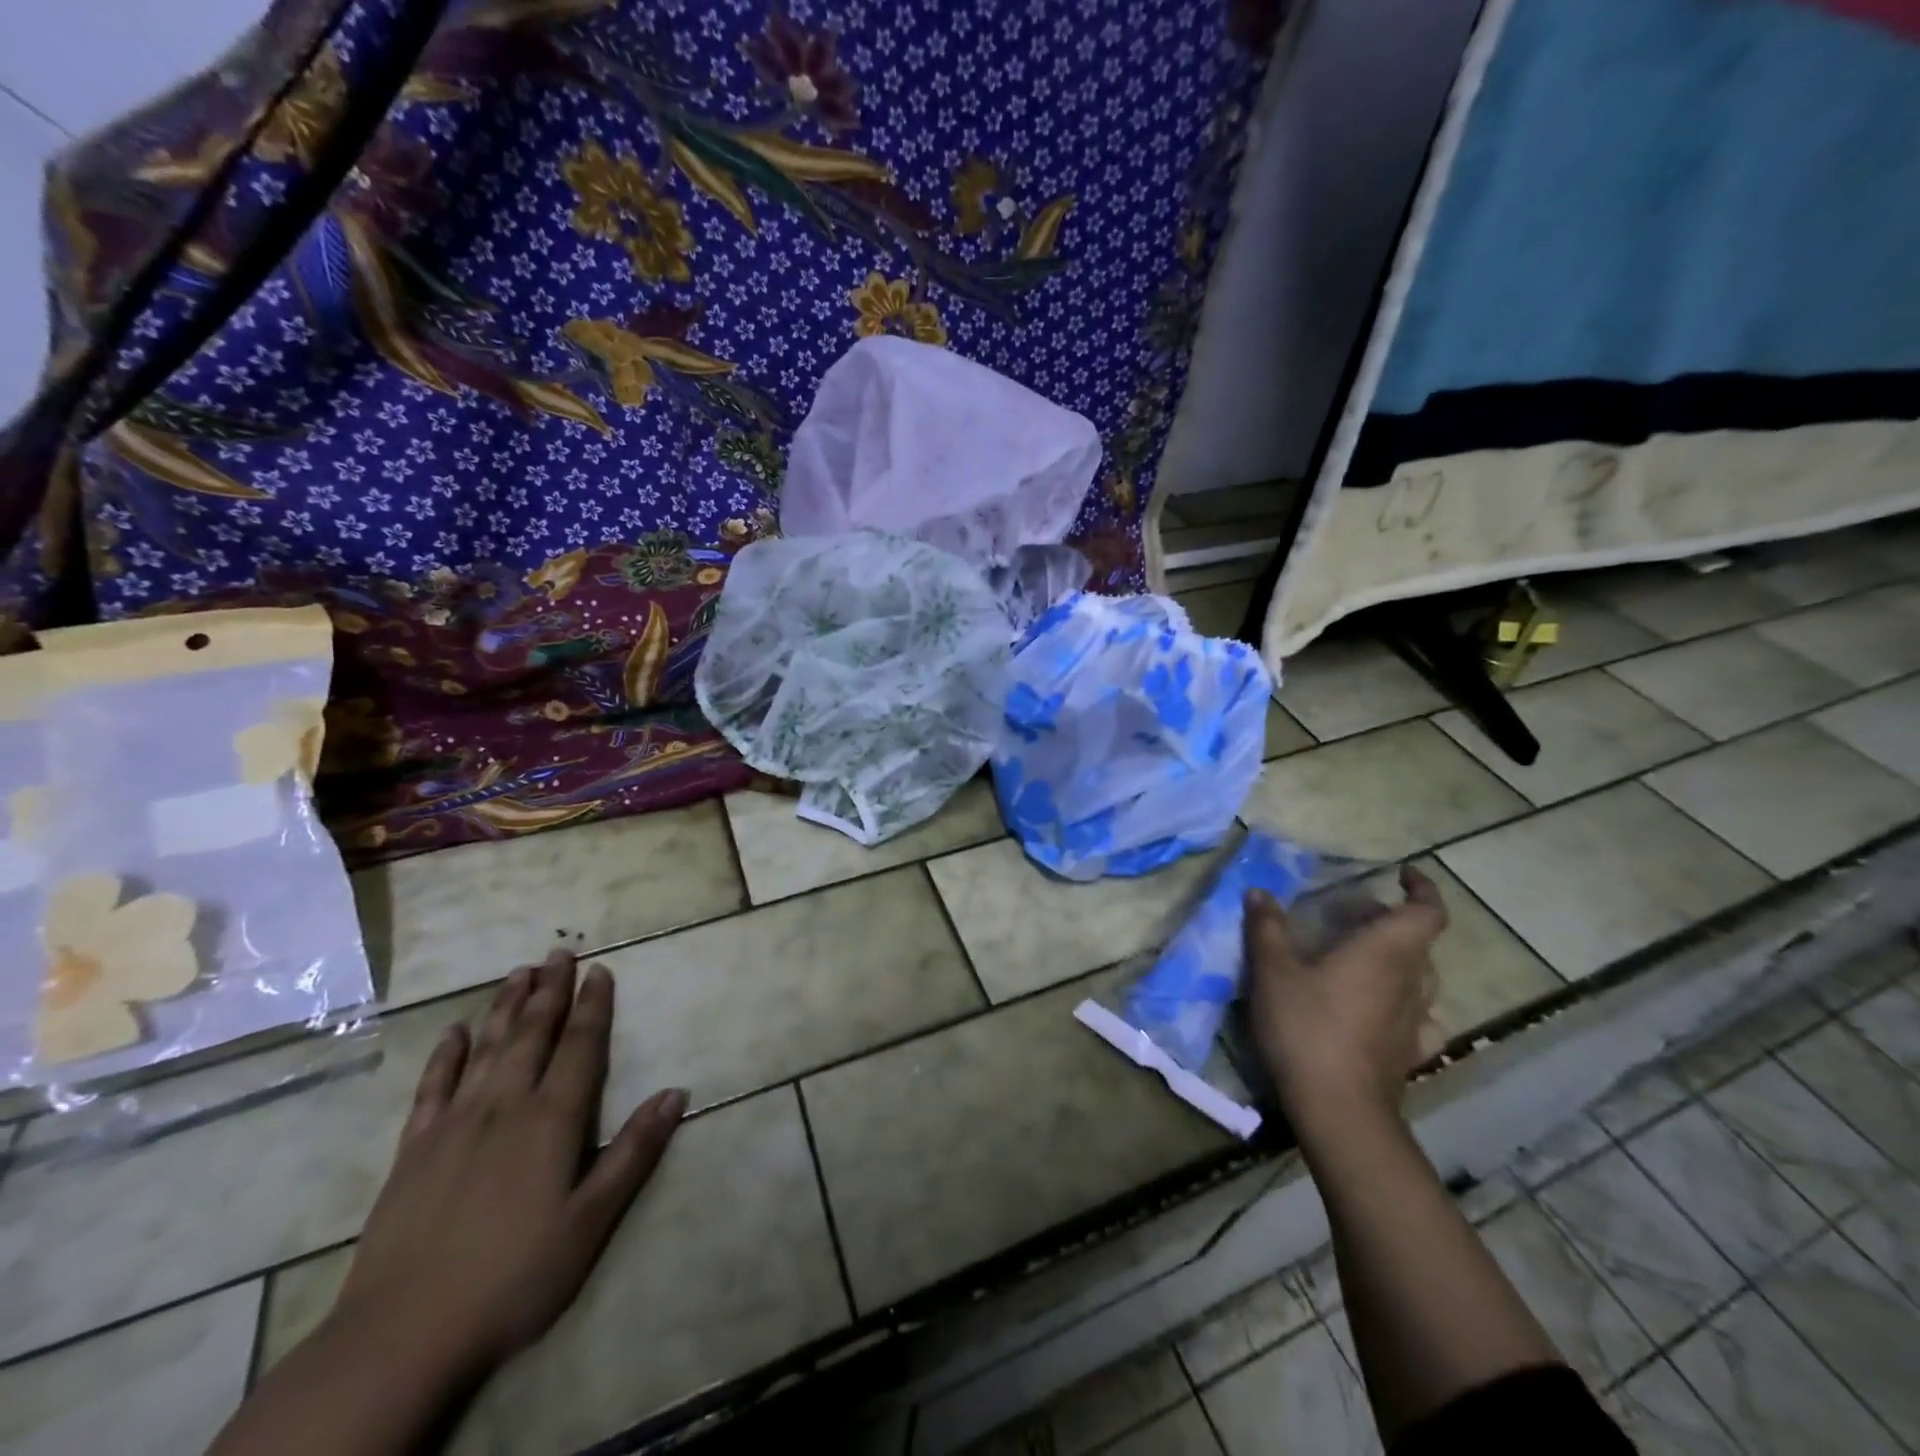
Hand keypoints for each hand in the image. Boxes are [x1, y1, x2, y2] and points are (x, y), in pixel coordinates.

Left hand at [328, 949, 687, 1379]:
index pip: (580, 1046)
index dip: (593, 1005)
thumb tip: (676, 1092)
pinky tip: (454, 1032)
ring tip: (519, 972)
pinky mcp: (412, 1150)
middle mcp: (505, 1105)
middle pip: (532, 1033)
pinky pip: (432, 1087)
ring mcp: (454, 1124)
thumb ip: (634, 1152)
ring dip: (505, 1007)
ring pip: (486, 1048)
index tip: (601, 969)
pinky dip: (445, 1055)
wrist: (401, 1336)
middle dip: (550, 990)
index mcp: (552, 1119)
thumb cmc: (513, 1276)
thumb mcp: (591, 1221)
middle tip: (559, 951)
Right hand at [1245, 865, 1446, 1136]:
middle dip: (1391, 922)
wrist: (1338, 1109)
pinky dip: (1403, 1002)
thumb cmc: (1307, 1028)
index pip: (1427, 911)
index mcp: (1385, 952)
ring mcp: (1415, 1020)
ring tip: (1362, 957)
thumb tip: (1259, 892)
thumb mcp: (1273, 972)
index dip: (1422, 889)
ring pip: (1421, 978)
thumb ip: (1266, 929)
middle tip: (1351, 916)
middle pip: (1419, 942)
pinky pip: (1418, 1016)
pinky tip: (1381, 1009)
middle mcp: (1410, 981)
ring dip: (1399, 960)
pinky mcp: (1410, 1052)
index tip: (1402, 875)